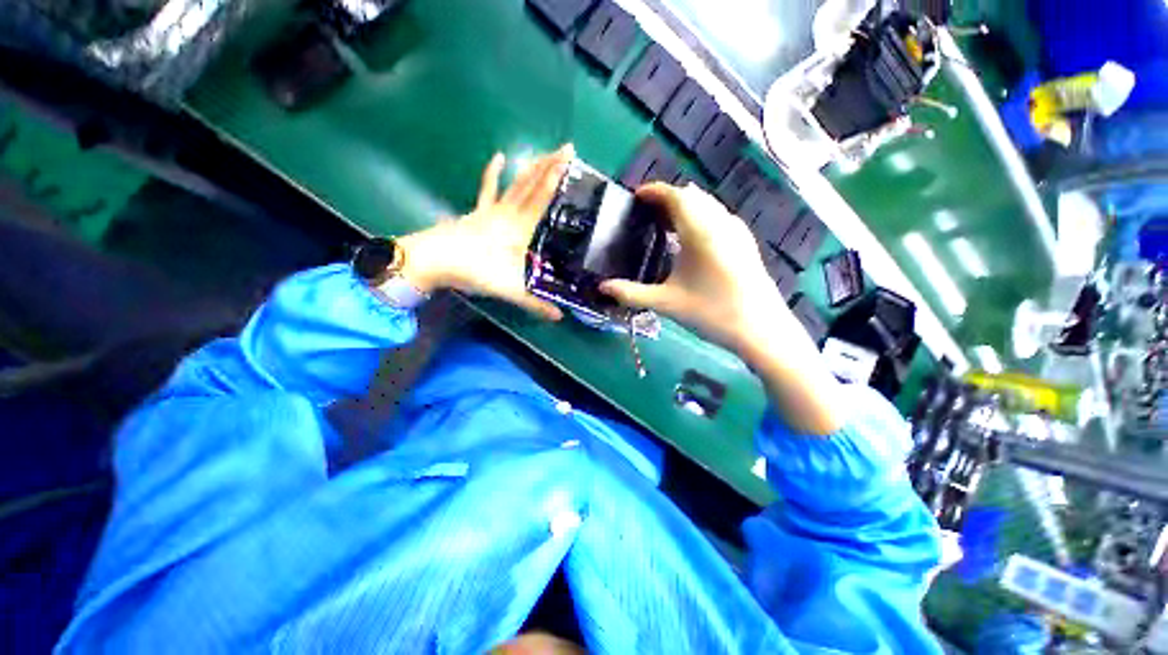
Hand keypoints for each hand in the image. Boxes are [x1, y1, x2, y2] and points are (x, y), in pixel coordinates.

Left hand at [397, 146, 573, 320]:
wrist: (432, 261)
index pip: (541, 199)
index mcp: (518, 229)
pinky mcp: (476, 213)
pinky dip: (493, 174)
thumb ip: (535, 303)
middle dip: (550, 165)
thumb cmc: (473, 270)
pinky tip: (498, 157)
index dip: (555, 179)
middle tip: (566, 147)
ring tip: (544, 151)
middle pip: (531, 185)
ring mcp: (491, 211)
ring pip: (515, 184)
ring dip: (530, 167)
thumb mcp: (509, 290)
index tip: (569, 160)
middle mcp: (508, 214)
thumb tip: (560, 317)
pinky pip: (488, 190)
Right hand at [598, 183, 789, 352]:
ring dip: (685, 207)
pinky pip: (718, 216)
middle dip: (667, 198)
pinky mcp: (745, 242)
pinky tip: (691, 240)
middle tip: (646, 214)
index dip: (654, 191)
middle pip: (692, 196)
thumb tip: (602, 288)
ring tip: (665, 224)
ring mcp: (737, 231)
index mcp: (701, 231)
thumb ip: (631, 293)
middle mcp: (721, 223)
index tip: (636, 196)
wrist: (762, 330)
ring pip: (707, 205)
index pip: (675, 196)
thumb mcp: (667, 303)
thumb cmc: (712, 313)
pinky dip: (700, 217)